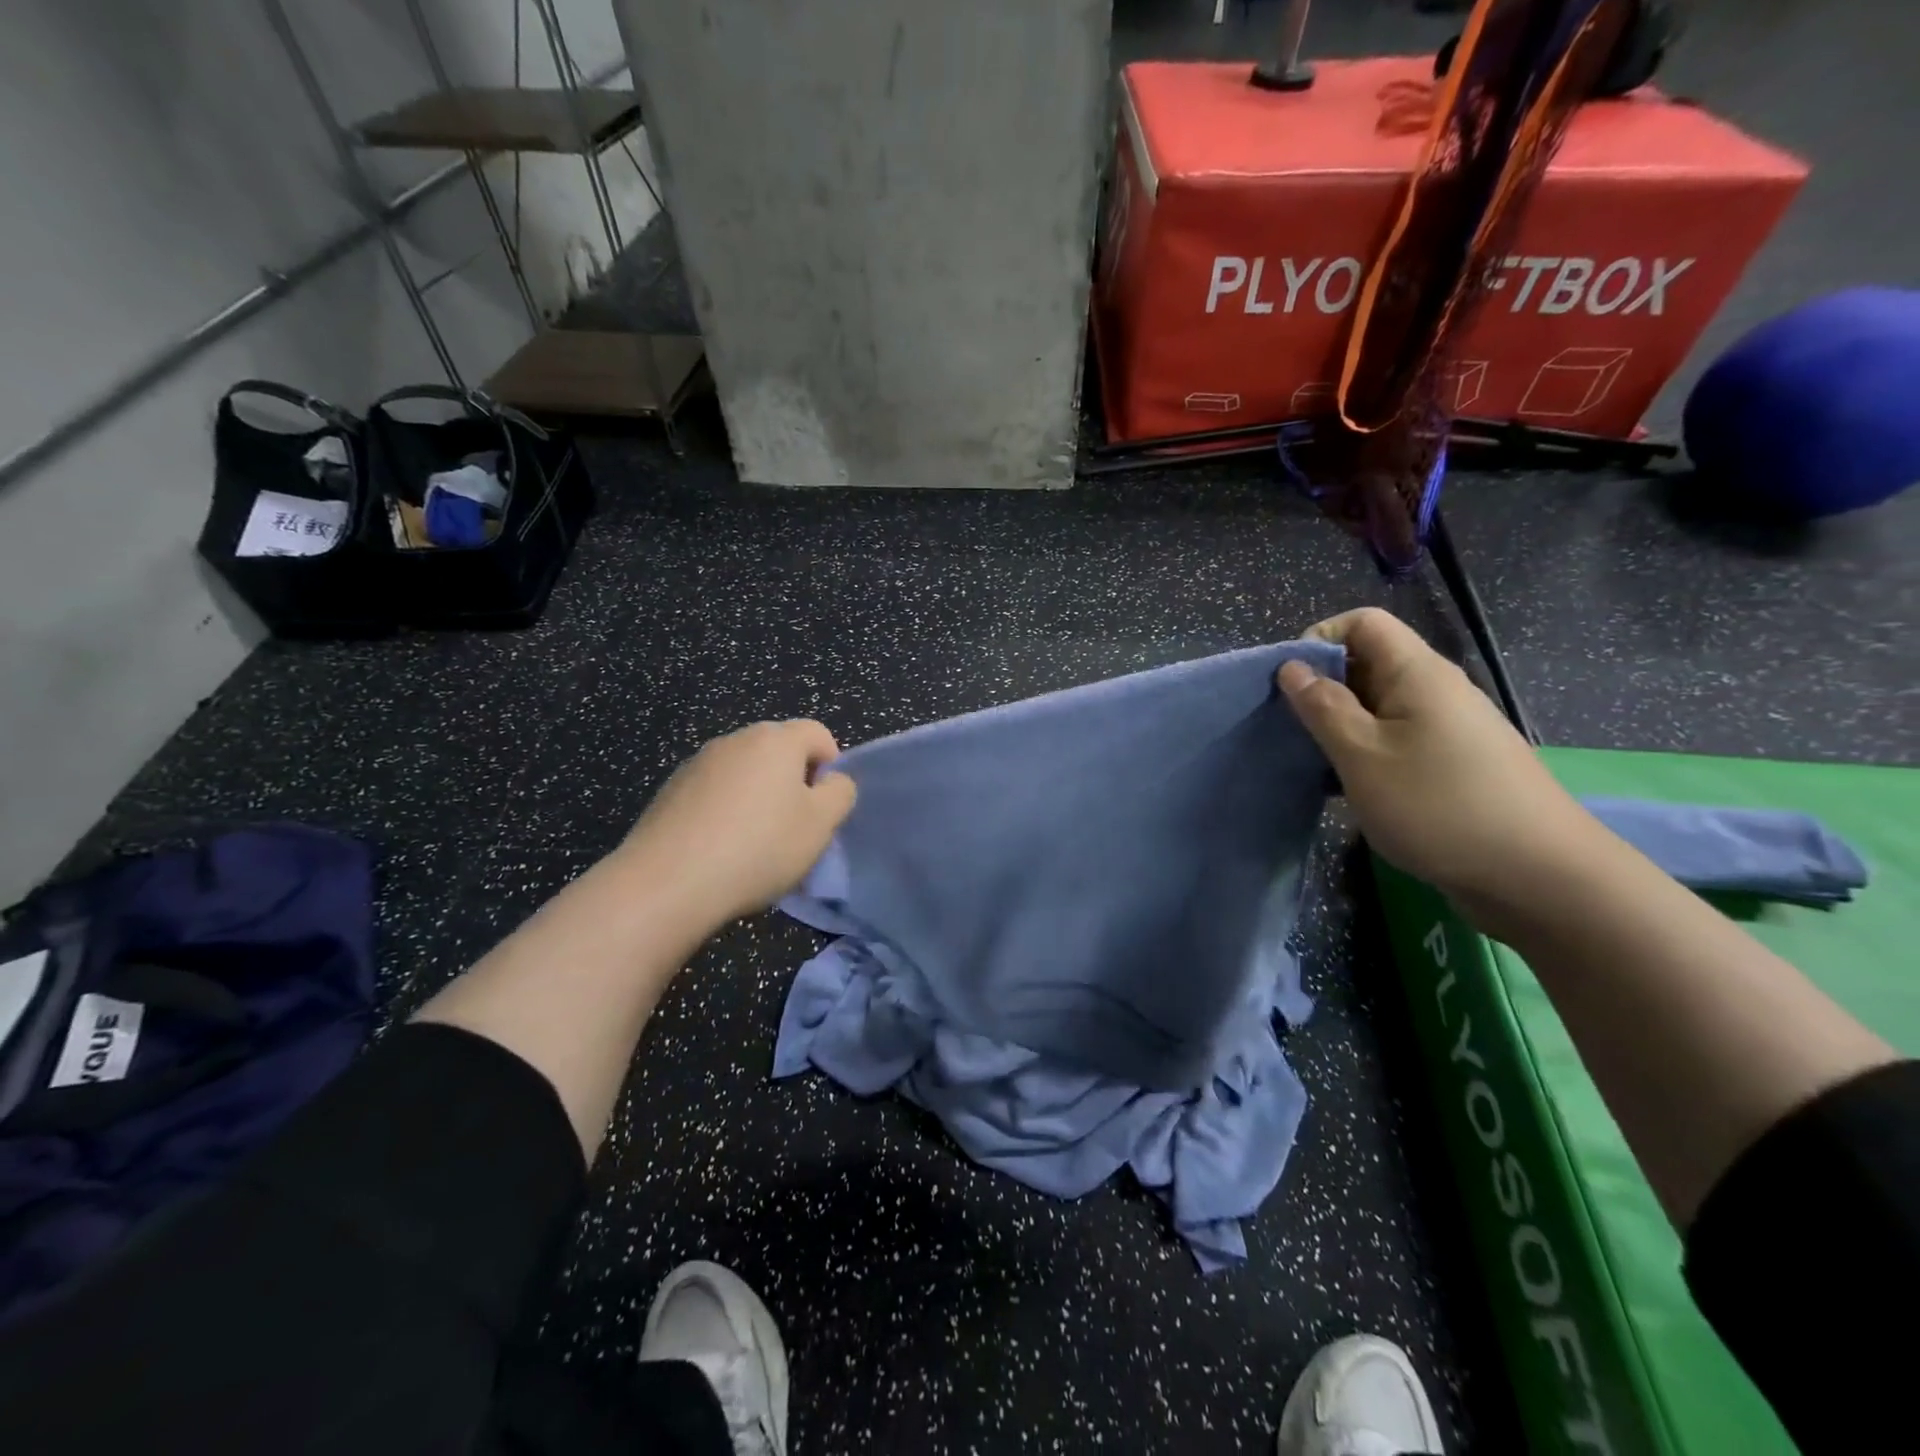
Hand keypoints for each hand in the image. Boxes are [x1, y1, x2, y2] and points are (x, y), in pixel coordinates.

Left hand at [616, 719, 856, 926]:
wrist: (668, 882)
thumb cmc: (759, 848)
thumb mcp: (821, 824)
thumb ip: (840, 793)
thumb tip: (832, 781)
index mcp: (776, 739)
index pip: (818, 734)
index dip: (831, 767)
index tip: (824, 808)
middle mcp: (735, 739)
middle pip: (779, 751)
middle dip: (793, 783)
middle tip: (794, 828)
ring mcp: (697, 763)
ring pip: (745, 773)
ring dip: (758, 797)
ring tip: (754, 844)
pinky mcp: (671, 790)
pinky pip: (714, 793)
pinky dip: (725, 811)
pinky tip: (720, 849)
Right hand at [1277, 608, 1598, 901]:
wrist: (1538, 877)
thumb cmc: (1438, 805)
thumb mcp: (1362, 755)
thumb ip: (1323, 707)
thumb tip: (1292, 668)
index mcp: (1417, 673)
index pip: (1363, 623)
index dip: (1319, 639)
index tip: (1290, 684)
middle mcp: (1436, 690)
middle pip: (1368, 663)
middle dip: (1322, 688)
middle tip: (1292, 729)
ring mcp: (1448, 728)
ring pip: (1379, 706)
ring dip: (1340, 726)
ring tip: (1315, 763)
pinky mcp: (1452, 763)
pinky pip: (1396, 739)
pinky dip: (1364, 753)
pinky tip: (1349, 788)